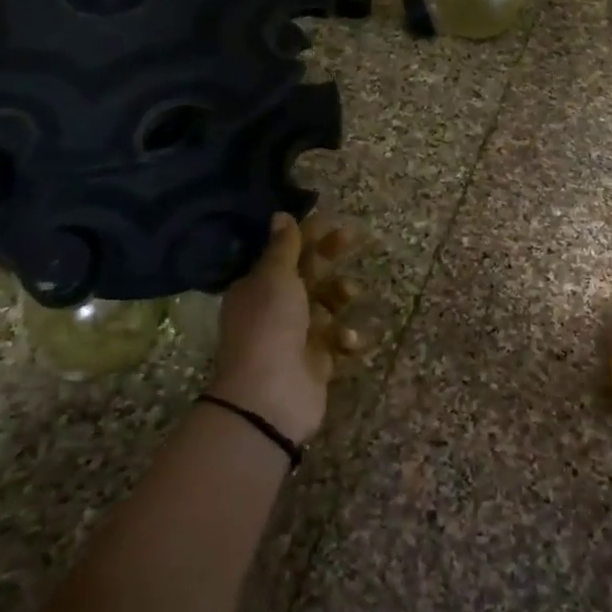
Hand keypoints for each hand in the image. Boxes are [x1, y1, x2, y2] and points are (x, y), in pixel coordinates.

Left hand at [211, 214, 360, 444]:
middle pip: (307, 274)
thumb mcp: (275, 278)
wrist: (270, 396)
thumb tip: (281, 215)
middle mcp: (275, 308)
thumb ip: (284, 247)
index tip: (332, 220)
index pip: (285, 252)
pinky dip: (344, 337)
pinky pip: (336, 340)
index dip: (308, 235)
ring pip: (325, 305)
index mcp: (258, 286)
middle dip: (329, 257)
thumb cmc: (270, 326)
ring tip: (348, 295)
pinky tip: (346, 341)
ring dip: (339, 296)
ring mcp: (296, 336)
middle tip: (353, 238)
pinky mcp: (316, 362)